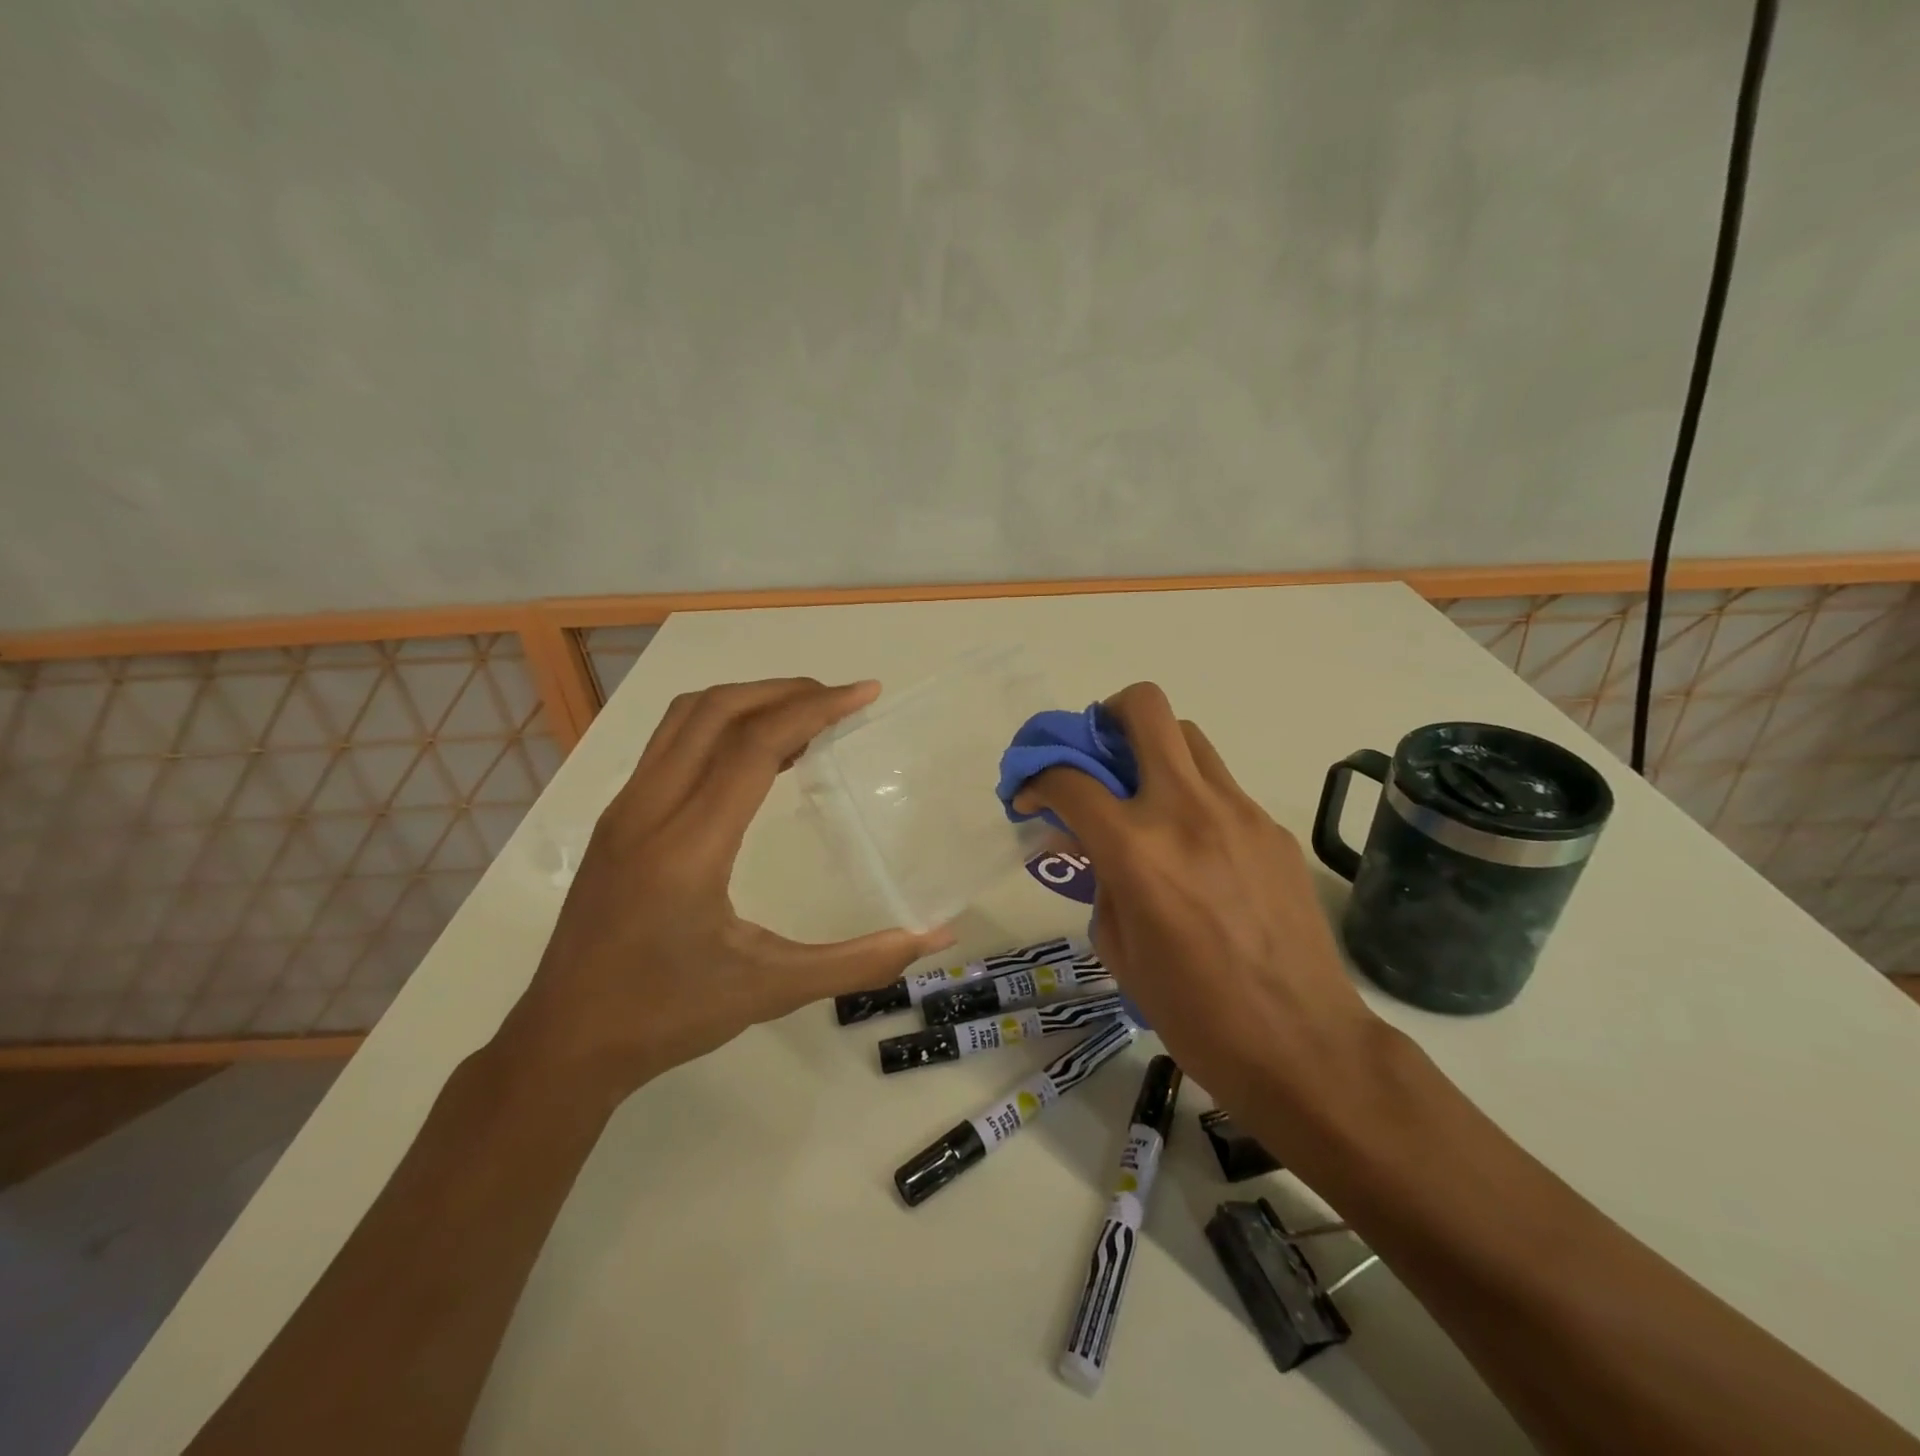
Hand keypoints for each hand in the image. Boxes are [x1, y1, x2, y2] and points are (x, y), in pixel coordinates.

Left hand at [507, 679, 953, 1099]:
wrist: (563, 1044)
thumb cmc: (669, 1015)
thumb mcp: (773, 990)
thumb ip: (860, 963)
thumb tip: (936, 937)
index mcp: (689, 846)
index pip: (754, 744)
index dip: (815, 708)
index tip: (865, 694)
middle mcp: (649, 810)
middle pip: (717, 710)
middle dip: (785, 691)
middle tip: (840, 699)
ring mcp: (624, 810)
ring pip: (686, 718)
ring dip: (748, 700)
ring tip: (802, 715)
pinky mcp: (616, 820)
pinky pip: (670, 743)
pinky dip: (719, 725)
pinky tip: (754, 757)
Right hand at [1014, 683, 1381, 1121]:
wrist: (1303, 1046)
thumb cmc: (1193, 1012)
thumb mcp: (1119, 948)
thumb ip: (1098, 879)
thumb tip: (1088, 843)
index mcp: (1136, 849)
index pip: (1070, 777)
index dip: (1037, 778)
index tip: (1030, 797)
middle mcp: (1186, 810)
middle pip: (1144, 709)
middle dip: (1106, 716)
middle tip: (1097, 753)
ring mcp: (1239, 813)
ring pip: (1189, 736)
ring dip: (1154, 749)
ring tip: (1145, 795)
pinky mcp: (1273, 829)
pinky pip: (1222, 785)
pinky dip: (1193, 795)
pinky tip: (1195, 847)